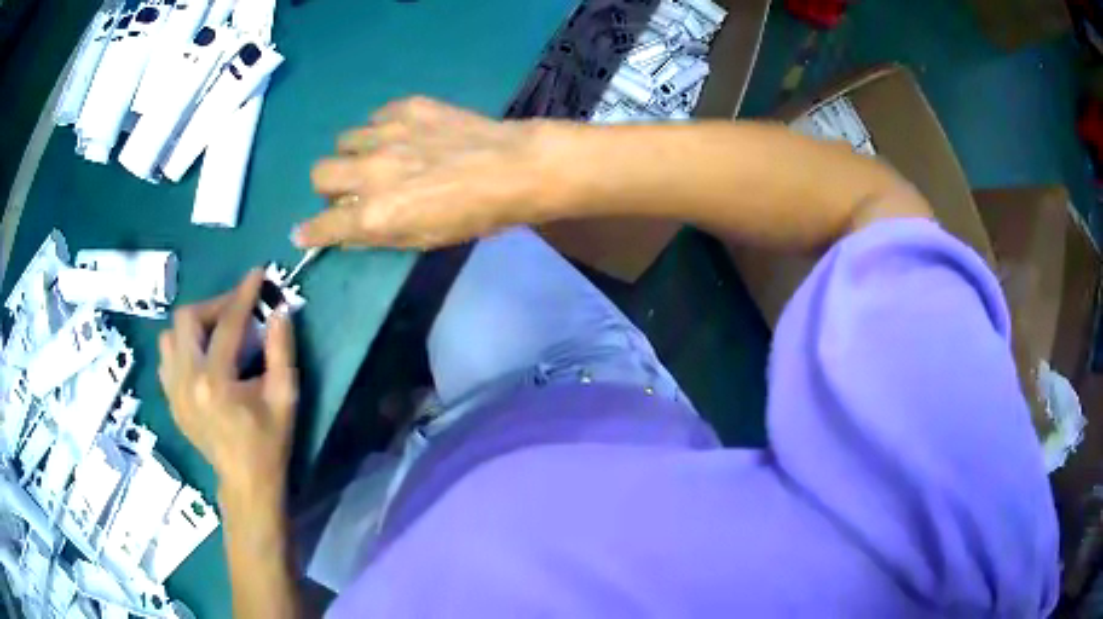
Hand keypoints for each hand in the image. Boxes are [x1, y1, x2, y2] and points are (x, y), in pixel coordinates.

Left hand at [157, 270, 297, 499]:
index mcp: (215, 381)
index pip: (228, 324)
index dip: (244, 294)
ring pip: (170, 336)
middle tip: (236, 313)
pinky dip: (183, 347)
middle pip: (186, 319)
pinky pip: (167, 358)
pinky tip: (201, 358)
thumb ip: (281, 350)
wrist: (245, 483)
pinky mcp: (171, 399)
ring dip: (194, 326)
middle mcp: (186, 380)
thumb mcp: (285, 397)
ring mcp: (173, 391)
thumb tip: (279, 310)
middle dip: (213, 306)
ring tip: (216, 335)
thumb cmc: (269, 443)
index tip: (257, 274)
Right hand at [293, 97, 548, 249]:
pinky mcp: (408, 107)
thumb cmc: (473, 215)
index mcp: (376, 213)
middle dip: (329, 185)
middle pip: (319, 172)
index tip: (303, 232)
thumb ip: (376, 236)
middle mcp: (371, 171)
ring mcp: (388, 133)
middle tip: (352, 188)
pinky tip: (405, 134)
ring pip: (345, 139)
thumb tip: (342, 232)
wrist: (514, 168)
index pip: (323, 225)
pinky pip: (376, 116)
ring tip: (381, 156)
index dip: (308, 232)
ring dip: (355, 153)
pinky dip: (382, 128)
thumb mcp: (422, 240)